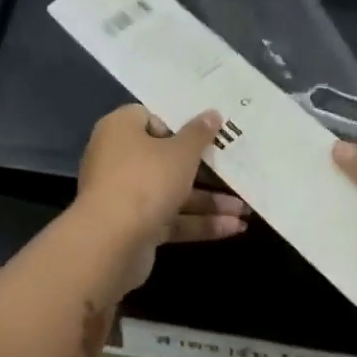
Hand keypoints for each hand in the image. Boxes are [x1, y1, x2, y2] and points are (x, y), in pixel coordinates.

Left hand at [75, 104, 248, 292]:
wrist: (112, 242)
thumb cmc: (146, 180)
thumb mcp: (180, 153)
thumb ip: (199, 134)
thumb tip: (212, 114)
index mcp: (121, 130)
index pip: (151, 117)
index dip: (180, 123)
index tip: (210, 131)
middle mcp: (119, 160)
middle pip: (166, 158)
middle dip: (204, 169)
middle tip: (237, 168)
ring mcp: (126, 196)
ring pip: (172, 193)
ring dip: (209, 201)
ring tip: (245, 209)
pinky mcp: (135, 227)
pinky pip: (171, 219)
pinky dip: (199, 223)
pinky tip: (233, 228)